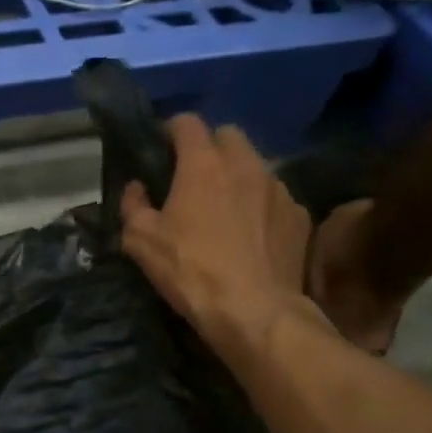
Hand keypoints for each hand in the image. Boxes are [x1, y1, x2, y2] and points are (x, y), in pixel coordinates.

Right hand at [120, 116, 319, 350]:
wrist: (255, 311)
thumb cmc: (191, 270)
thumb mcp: (141, 241)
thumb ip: (133, 206)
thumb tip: (136, 188)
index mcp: (203, 164)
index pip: (187, 122)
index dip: (170, 130)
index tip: (160, 148)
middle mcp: (245, 164)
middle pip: (227, 135)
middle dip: (209, 147)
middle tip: (193, 176)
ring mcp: (278, 188)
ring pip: (254, 165)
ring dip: (237, 175)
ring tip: (225, 206)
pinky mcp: (299, 214)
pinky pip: (275, 196)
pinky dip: (260, 205)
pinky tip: (251, 233)